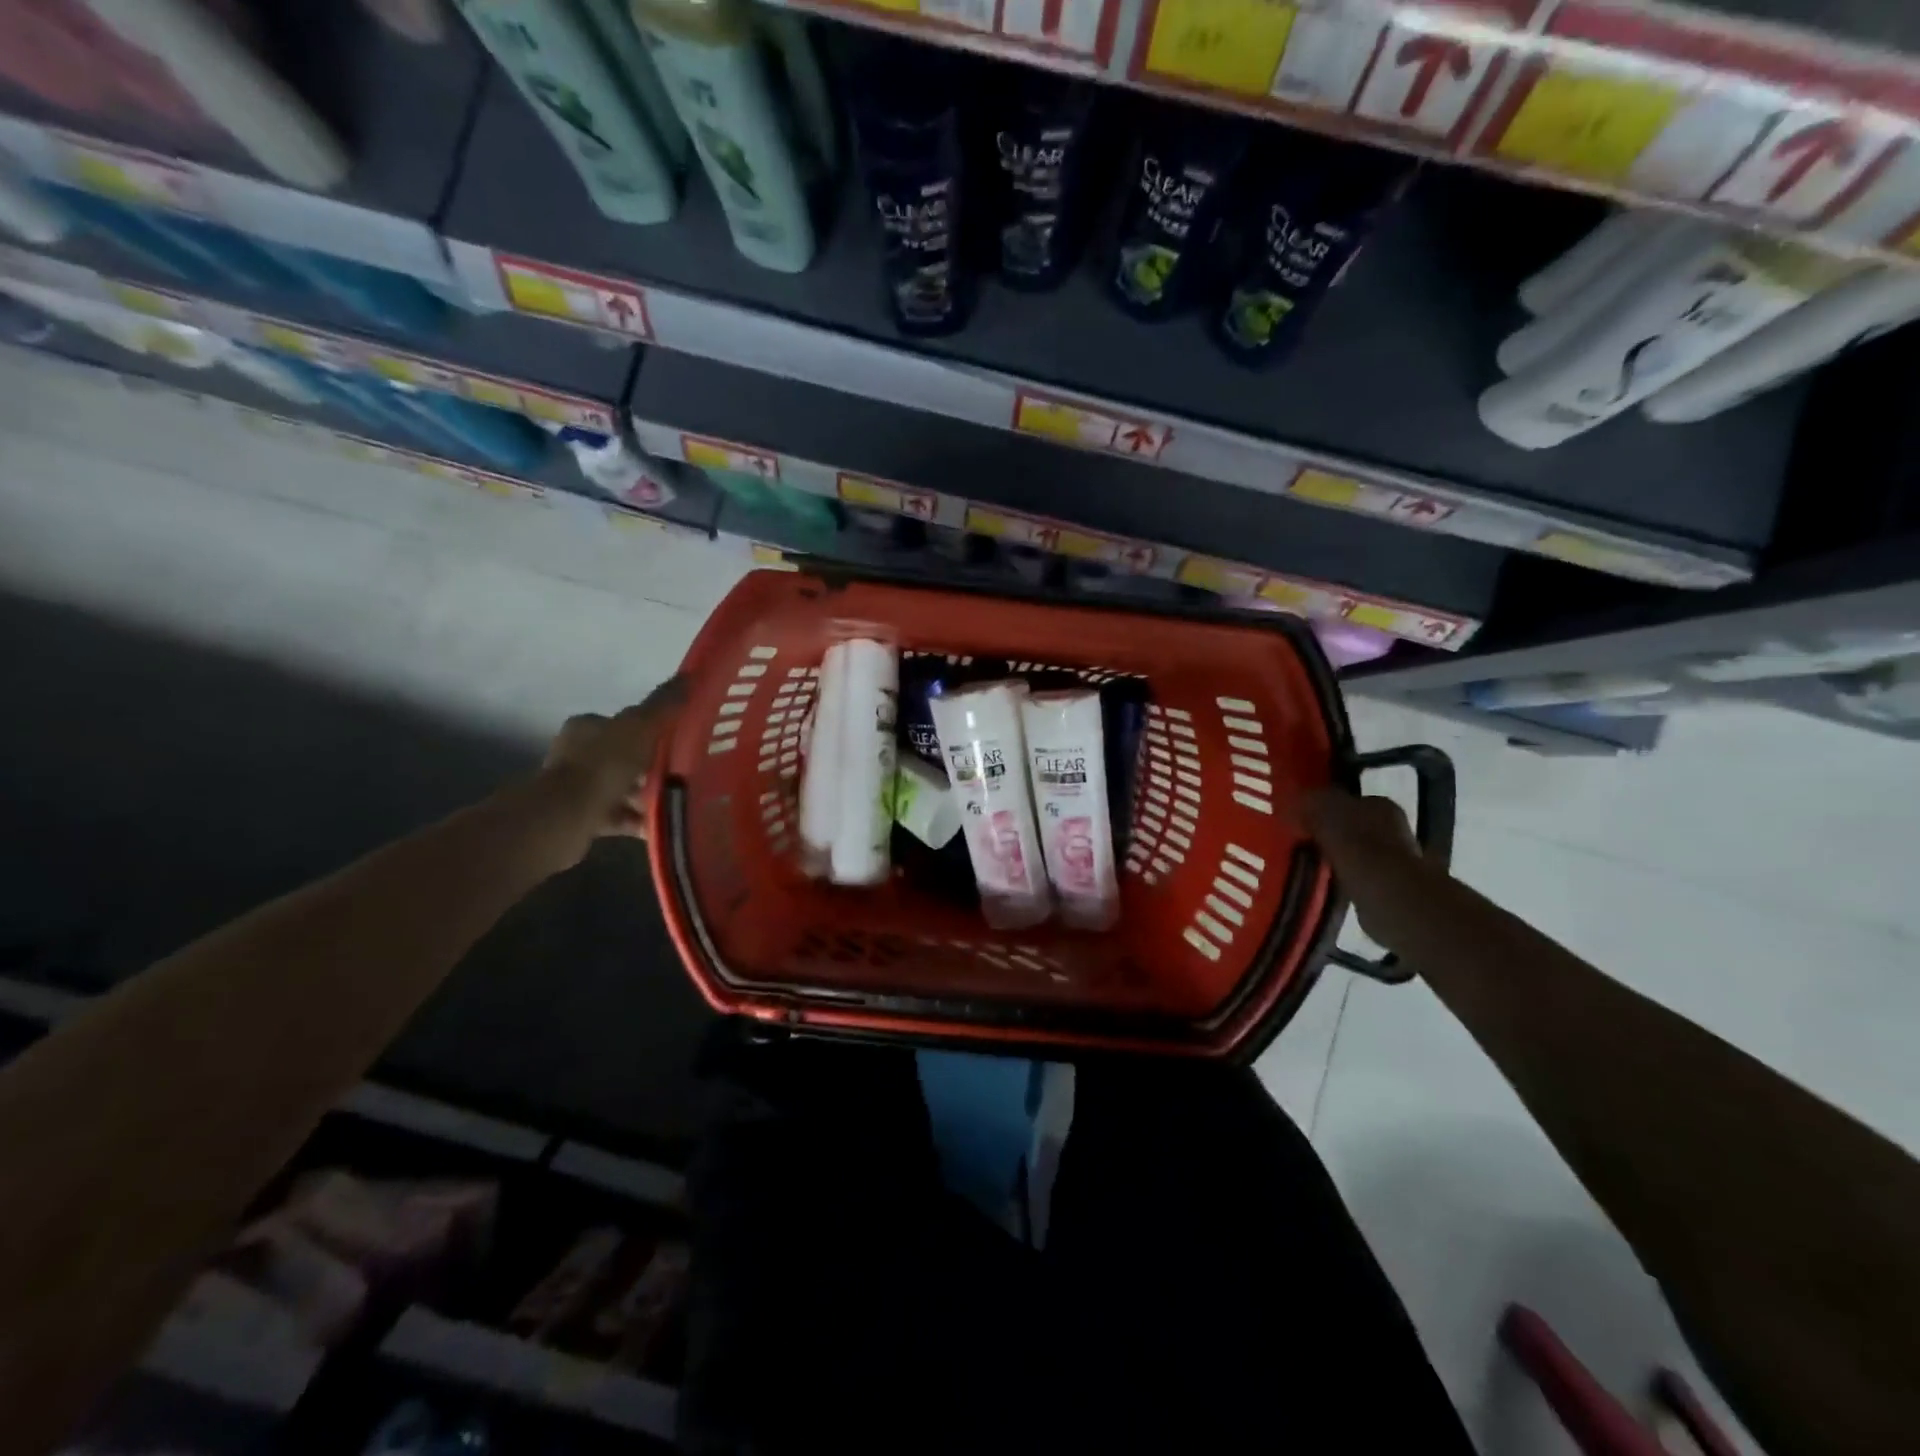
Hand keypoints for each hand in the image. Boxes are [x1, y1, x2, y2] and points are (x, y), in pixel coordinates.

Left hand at [540, 676, 688, 843]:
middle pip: (625, 757)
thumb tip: (688, 676)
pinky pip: (618, 815)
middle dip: (652, 767)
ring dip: (647, 795)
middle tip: (682, 774)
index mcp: (586, 728)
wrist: (566, 816)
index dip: (651, 731)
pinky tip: (659, 824)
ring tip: (676, 801)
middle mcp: (576, 754)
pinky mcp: (580, 817)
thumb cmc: (604, 765)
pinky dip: (638, 819)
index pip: (623, 724)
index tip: (676, 743)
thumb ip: (663, 705)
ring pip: (622, 788)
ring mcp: (576, 788)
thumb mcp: (640, 727)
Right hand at [1296, 787, 1440, 954]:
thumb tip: (1290, 802)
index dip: (1321, 807)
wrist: (1390, 897)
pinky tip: (1322, 883)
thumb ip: (1309, 804)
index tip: (1300, 818)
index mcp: (1379, 804)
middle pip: (1350, 826)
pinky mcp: (1388, 888)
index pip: (1346, 800)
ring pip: (1352, 852)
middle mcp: (1391, 828)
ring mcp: (1393, 859)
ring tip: (1305, 863)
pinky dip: (1339, 879)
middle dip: (1327, 833)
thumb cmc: (1358, 847)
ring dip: (1333, 857)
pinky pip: (1354, 877)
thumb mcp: (1325, 814)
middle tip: (1299, 840)